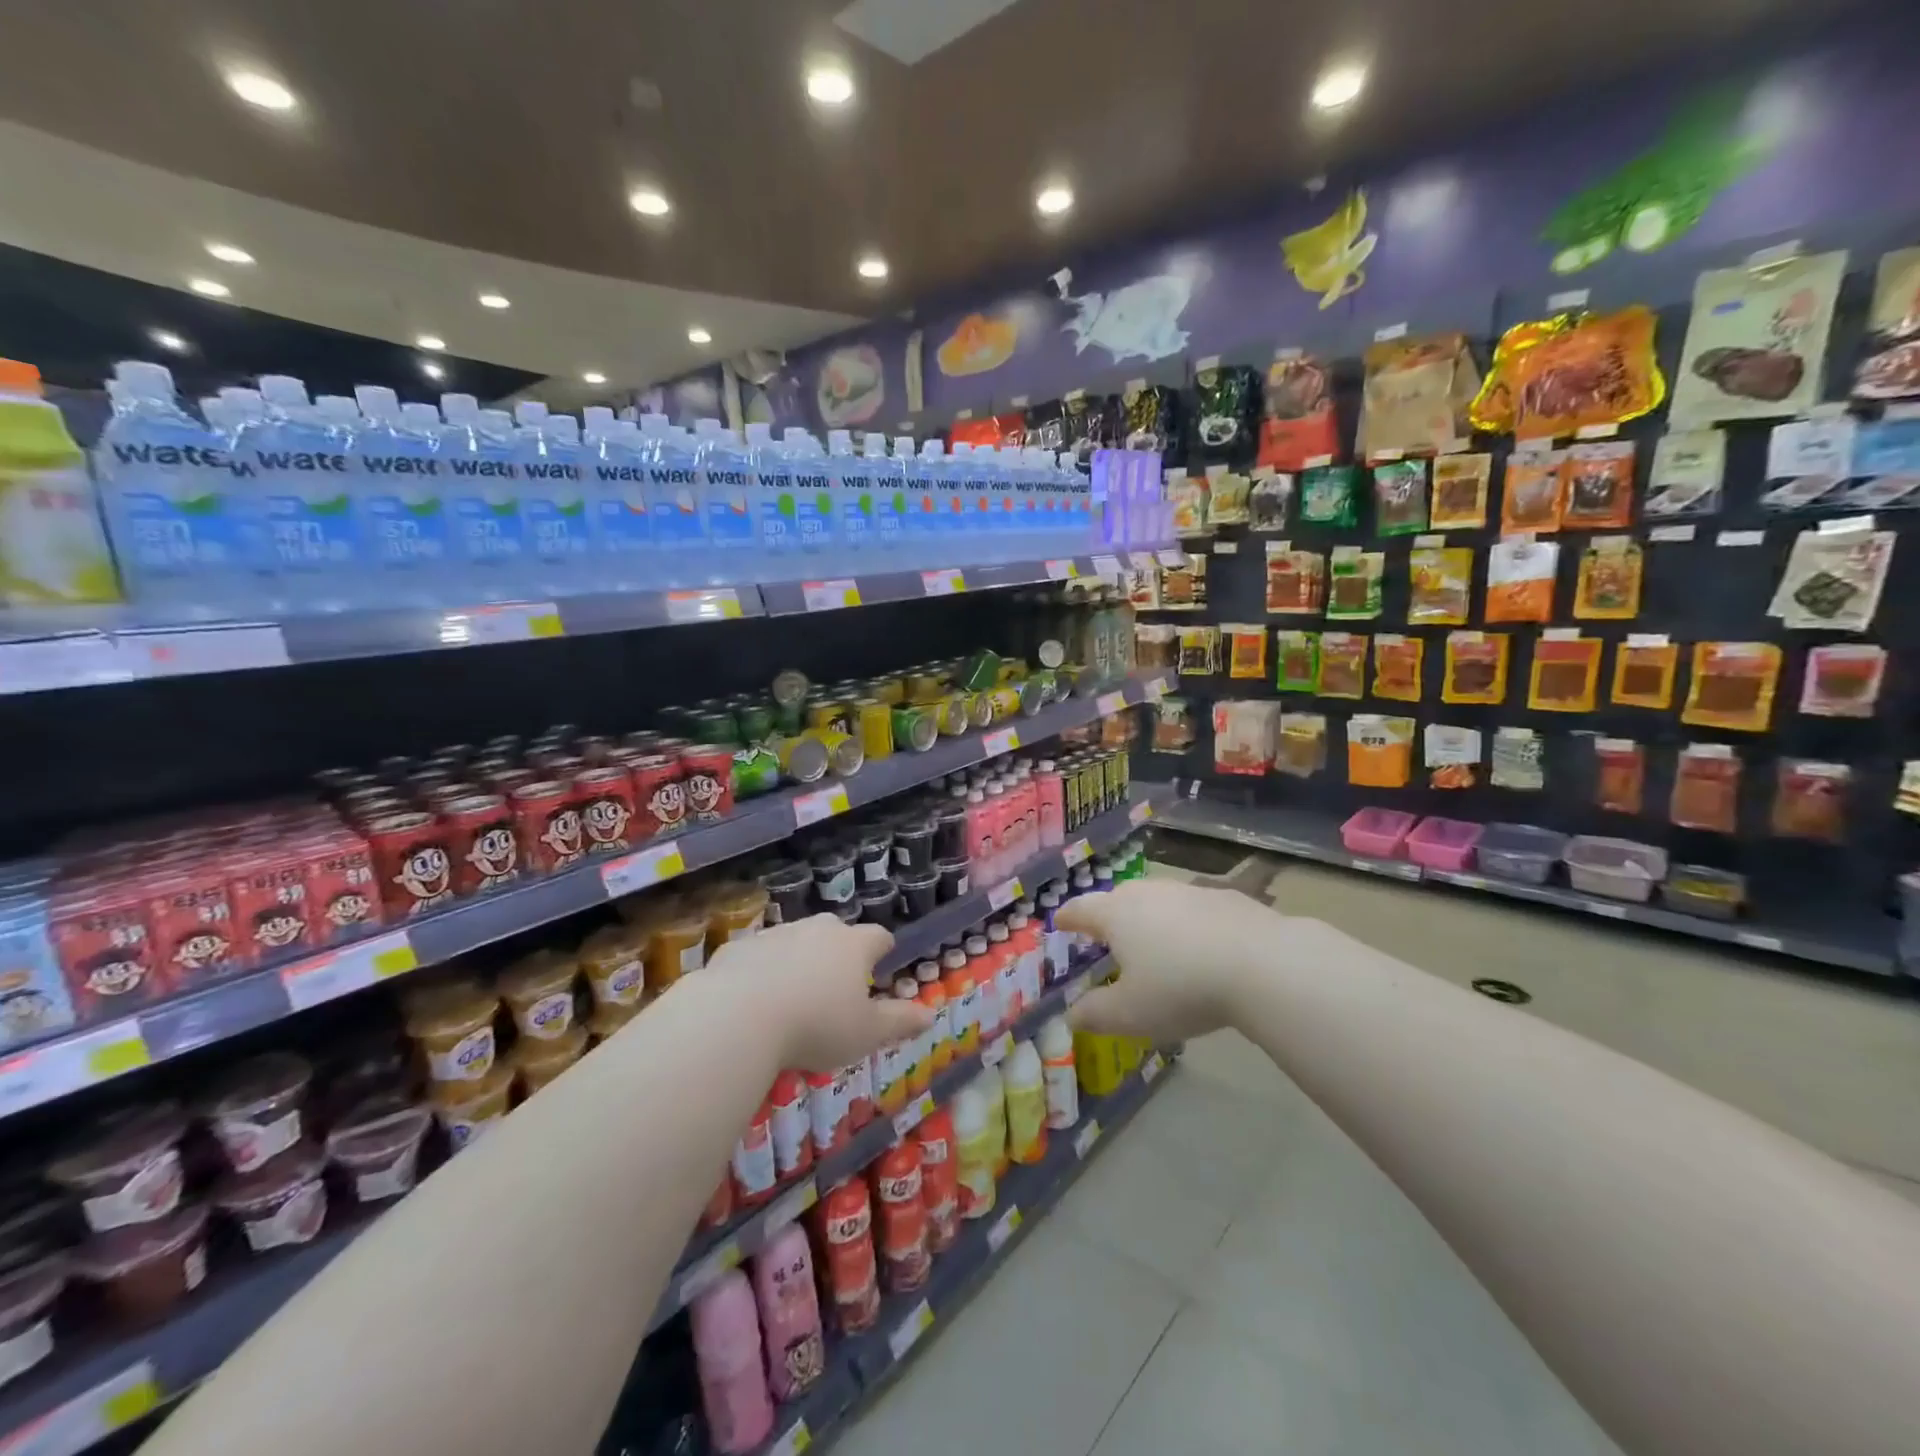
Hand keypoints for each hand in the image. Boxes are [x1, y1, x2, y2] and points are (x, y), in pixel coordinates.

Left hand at [706, 914, 932, 1072]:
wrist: (738, 1017)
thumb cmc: (816, 1026)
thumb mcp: (866, 1033)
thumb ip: (900, 1022)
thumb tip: (931, 1015)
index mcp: (853, 945)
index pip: (878, 937)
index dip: (882, 950)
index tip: (881, 965)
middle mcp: (816, 929)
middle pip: (836, 931)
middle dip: (839, 952)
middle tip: (836, 985)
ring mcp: (775, 934)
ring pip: (795, 940)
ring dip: (798, 959)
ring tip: (792, 996)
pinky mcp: (739, 947)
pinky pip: (757, 955)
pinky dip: (761, 970)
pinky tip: (753, 1000)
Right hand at [1057, 879, 1279, 1042]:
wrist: (1261, 964)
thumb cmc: (1181, 987)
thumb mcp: (1130, 1013)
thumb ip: (1095, 1014)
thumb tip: (1070, 1016)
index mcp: (1117, 914)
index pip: (1082, 910)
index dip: (1068, 918)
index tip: (1060, 921)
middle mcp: (1148, 893)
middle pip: (1119, 898)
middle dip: (1109, 915)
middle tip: (1106, 935)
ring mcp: (1189, 891)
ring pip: (1159, 901)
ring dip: (1151, 919)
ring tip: (1155, 944)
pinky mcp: (1226, 898)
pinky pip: (1195, 910)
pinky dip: (1188, 925)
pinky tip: (1202, 948)